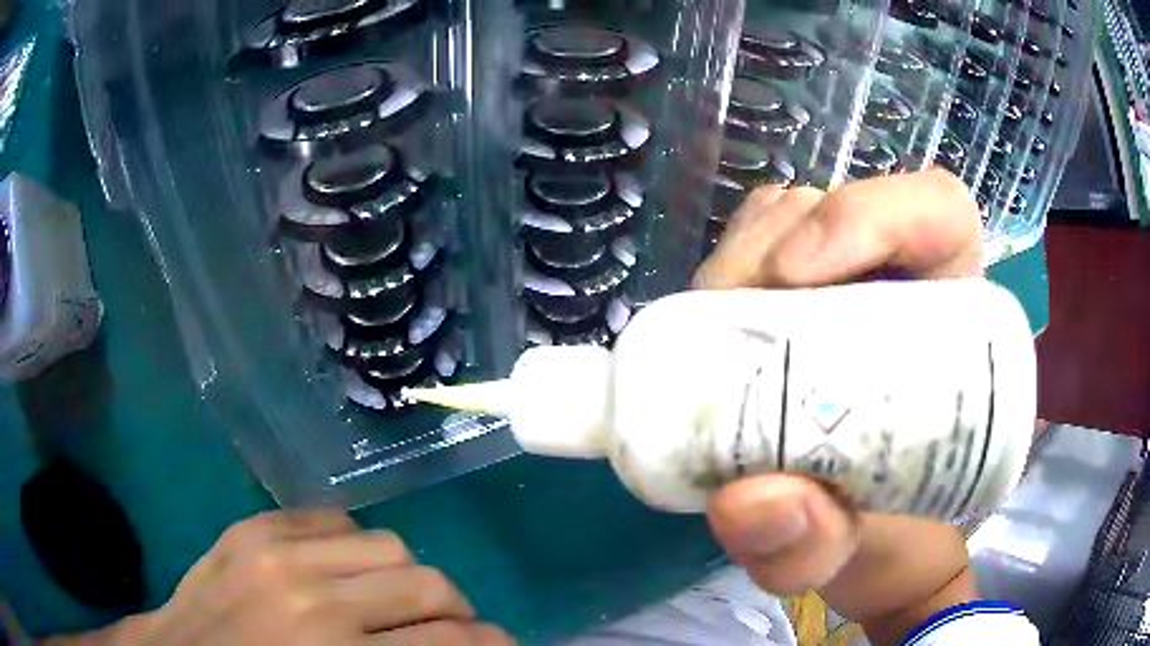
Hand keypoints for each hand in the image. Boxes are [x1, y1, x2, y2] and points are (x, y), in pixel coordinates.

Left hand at [52, 511, 511, 645]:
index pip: (449, 642)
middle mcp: (312, 596)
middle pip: (428, 584)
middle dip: (458, 612)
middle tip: (455, 629)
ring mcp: (274, 550)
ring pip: (389, 544)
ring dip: (408, 576)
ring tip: (399, 598)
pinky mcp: (250, 526)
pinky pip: (331, 519)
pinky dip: (355, 543)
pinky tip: (349, 568)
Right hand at [696, 169, 983, 645]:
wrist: (866, 546)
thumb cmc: (886, 536)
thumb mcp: (854, 556)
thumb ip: (814, 546)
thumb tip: (743, 500)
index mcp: (952, 318)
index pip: (936, 212)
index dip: (874, 211)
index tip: (798, 278)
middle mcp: (899, 281)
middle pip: (830, 211)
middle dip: (765, 253)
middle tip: (722, 332)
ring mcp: (841, 282)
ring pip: (781, 221)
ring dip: (734, 266)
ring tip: (713, 344)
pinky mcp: (794, 299)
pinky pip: (748, 249)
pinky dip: (719, 280)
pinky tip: (709, 336)